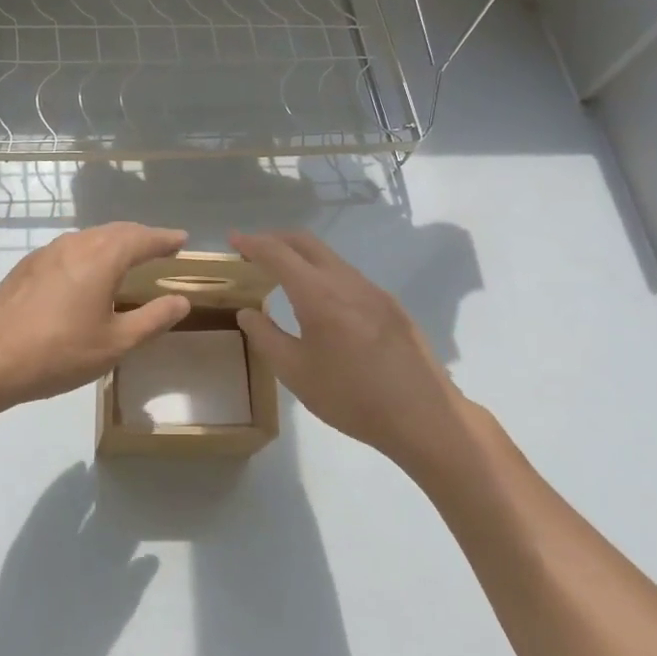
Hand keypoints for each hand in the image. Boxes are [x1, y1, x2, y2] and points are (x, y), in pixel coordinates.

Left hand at [0, 223, 192, 421]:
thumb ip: (152, 319)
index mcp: (102, 257)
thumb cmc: (59, 352)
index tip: (182, 239)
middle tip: (159, 245)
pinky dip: (89, 253)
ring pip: (89, 238)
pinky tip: (86, 273)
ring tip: (127, 256)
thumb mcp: (115, 343)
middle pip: (115, 232)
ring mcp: (46, 253)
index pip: (142, 239)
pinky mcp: (26, 267)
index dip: (165, 239)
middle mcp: (75, 245)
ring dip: (113, 242)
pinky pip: (69, 250)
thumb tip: (181, 301)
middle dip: (140, 236)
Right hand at [231, 230, 474, 463]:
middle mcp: (347, 281)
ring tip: (281, 276)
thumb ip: (266, 337)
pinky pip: (348, 276)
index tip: (232, 239)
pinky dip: (323, 274)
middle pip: (306, 242)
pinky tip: (319, 302)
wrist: (424, 416)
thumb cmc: (351, 397)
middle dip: (276, 239)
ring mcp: (373, 290)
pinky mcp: (390, 305)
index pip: (278, 253)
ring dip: (301, 257)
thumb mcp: (296, 373)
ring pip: (330, 258)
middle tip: (252, 251)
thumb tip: (248, 312)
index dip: (252, 243)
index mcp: (319, 294)